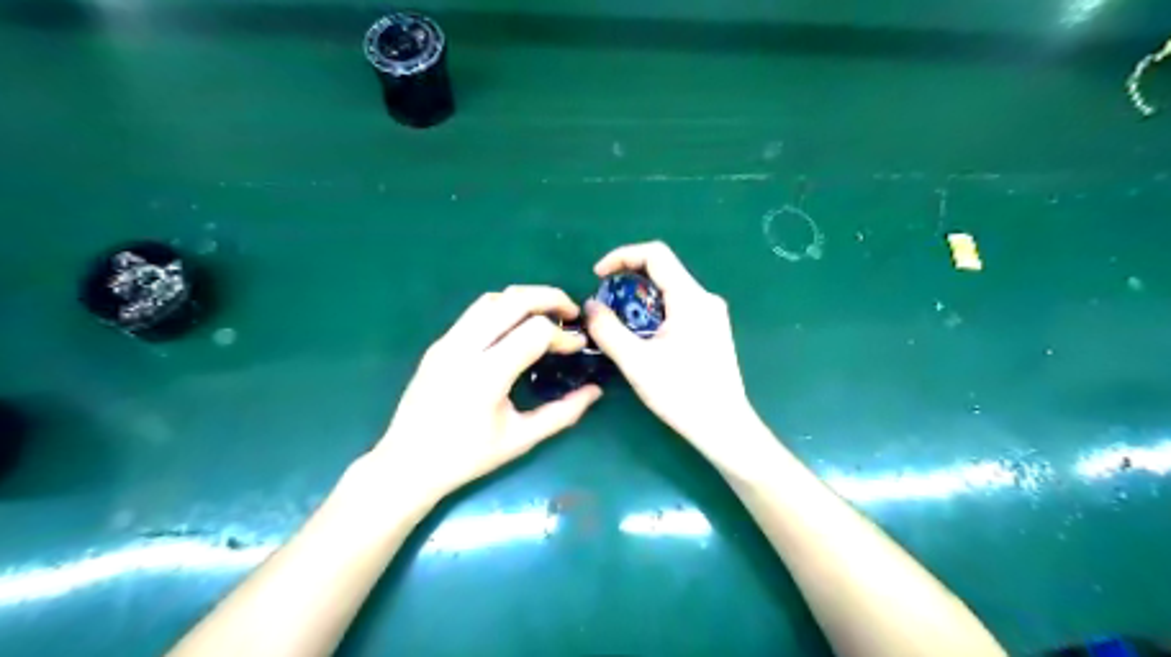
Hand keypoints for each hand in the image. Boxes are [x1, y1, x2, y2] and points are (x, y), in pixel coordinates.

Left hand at [366, 284, 603, 506]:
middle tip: (573, 312)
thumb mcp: (520, 439)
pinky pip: (475, 312)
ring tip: (547, 314)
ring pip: (492, 299)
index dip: (564, 335)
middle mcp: (464, 348)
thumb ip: (562, 413)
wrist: (407, 464)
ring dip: (525, 298)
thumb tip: (595, 392)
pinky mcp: (439, 344)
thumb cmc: (467, 457)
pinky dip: (504, 309)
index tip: (579, 347)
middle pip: (513, 300)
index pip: (535, 332)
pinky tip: (517, 327)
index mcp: (486, 375)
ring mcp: (447, 342)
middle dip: (550, 297)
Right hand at [591, 241, 765, 471]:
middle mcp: (705, 298)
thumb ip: (608, 330)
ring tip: (619, 325)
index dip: (622, 256)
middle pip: (662, 271)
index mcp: (690, 298)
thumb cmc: (682, 394)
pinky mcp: (711, 329)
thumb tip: (590, 306)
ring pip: (669, 290)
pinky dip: (653, 312)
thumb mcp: (636, 362)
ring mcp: (711, 314)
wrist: (723, 426)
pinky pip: (677, 307)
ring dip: (639, 299)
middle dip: (627, 281)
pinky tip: (643, 338)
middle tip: (605, 306)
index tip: (598, 277)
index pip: (655, 254)